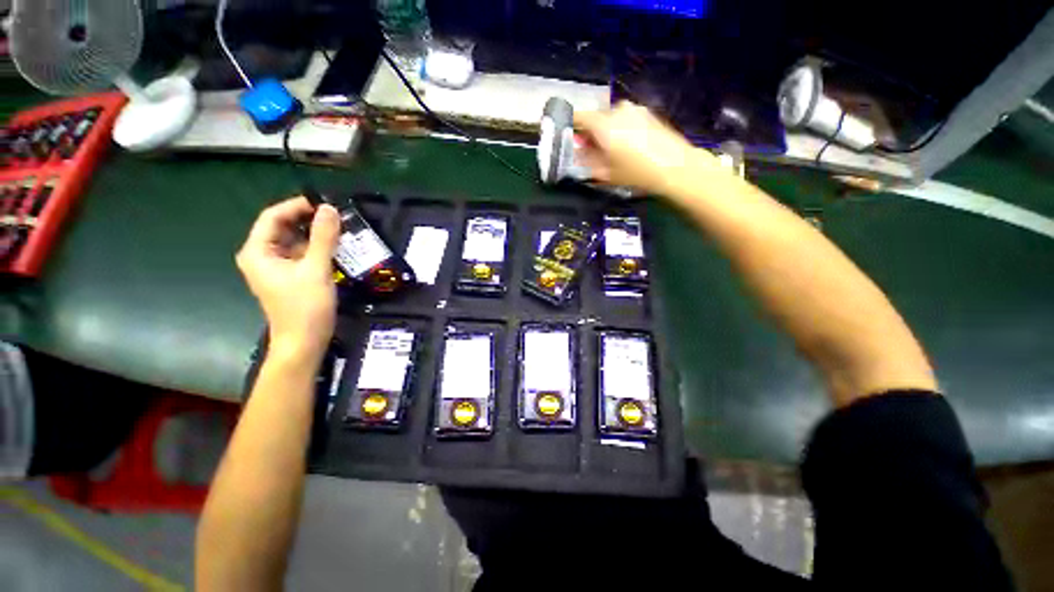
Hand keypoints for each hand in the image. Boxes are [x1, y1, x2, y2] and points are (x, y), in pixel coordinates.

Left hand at [236, 197, 340, 363]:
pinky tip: (335, 246)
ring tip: (340, 228)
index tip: (325, 202)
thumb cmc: (306, 307)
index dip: (297, 205)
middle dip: (308, 219)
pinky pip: (300, 253)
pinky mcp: (288, 276)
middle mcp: (261, 255)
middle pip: (282, 227)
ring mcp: (275, 267)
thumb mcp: (317, 269)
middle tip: (337, 215)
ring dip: (314, 233)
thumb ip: (324, 237)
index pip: (273, 216)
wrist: (304, 342)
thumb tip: (330, 209)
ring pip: (293, 240)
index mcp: (258, 251)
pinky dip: (316, 247)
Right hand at [574, 101, 718, 194]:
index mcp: (603, 124)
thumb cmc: (636, 172)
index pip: (578, 117)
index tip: (566, 135)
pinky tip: (626, 147)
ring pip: (611, 118)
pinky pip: (625, 119)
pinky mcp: (647, 113)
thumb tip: (577, 152)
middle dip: (590, 133)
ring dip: (606, 131)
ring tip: (610, 152)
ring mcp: (635, 110)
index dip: (570, 126)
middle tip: (590, 151)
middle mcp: (617, 111)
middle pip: (595, 118)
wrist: (675, 166)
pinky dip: (620, 129)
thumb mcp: (605, 173)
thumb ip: (586, 160)